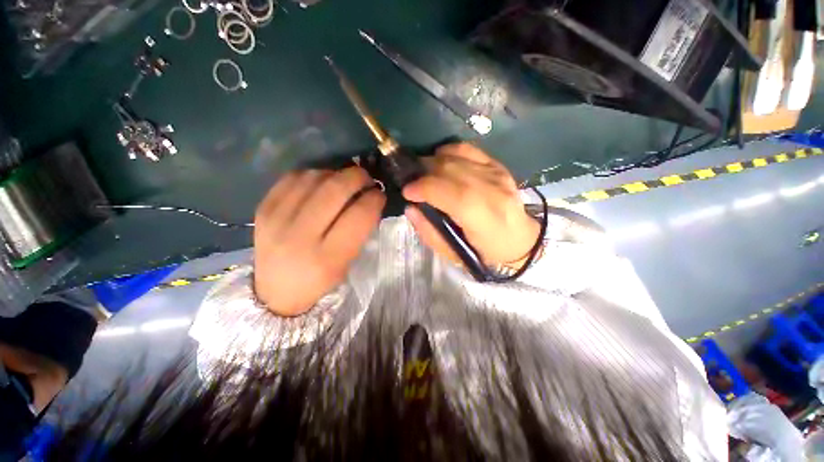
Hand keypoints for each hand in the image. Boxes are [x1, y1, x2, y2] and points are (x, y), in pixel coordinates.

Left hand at [254, 167, 384, 315]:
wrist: (277, 291)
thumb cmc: (321, 280)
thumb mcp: (348, 262)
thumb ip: (361, 230)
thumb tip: (368, 197)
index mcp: (329, 257)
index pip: (360, 214)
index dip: (375, 198)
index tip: (379, 195)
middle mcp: (301, 236)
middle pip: (336, 188)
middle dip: (358, 177)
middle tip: (366, 179)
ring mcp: (277, 219)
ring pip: (316, 177)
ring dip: (336, 174)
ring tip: (343, 183)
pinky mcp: (263, 207)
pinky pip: (294, 177)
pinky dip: (314, 175)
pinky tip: (320, 184)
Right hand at [402, 143, 538, 268]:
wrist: (520, 240)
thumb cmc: (485, 252)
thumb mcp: (454, 253)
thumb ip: (429, 231)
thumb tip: (410, 208)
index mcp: (481, 216)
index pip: (446, 191)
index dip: (421, 187)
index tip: (406, 192)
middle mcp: (491, 189)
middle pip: (448, 169)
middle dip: (422, 173)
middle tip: (412, 183)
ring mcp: (496, 173)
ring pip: (456, 156)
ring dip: (432, 162)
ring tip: (423, 174)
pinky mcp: (497, 166)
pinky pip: (468, 149)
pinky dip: (449, 152)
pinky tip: (441, 162)